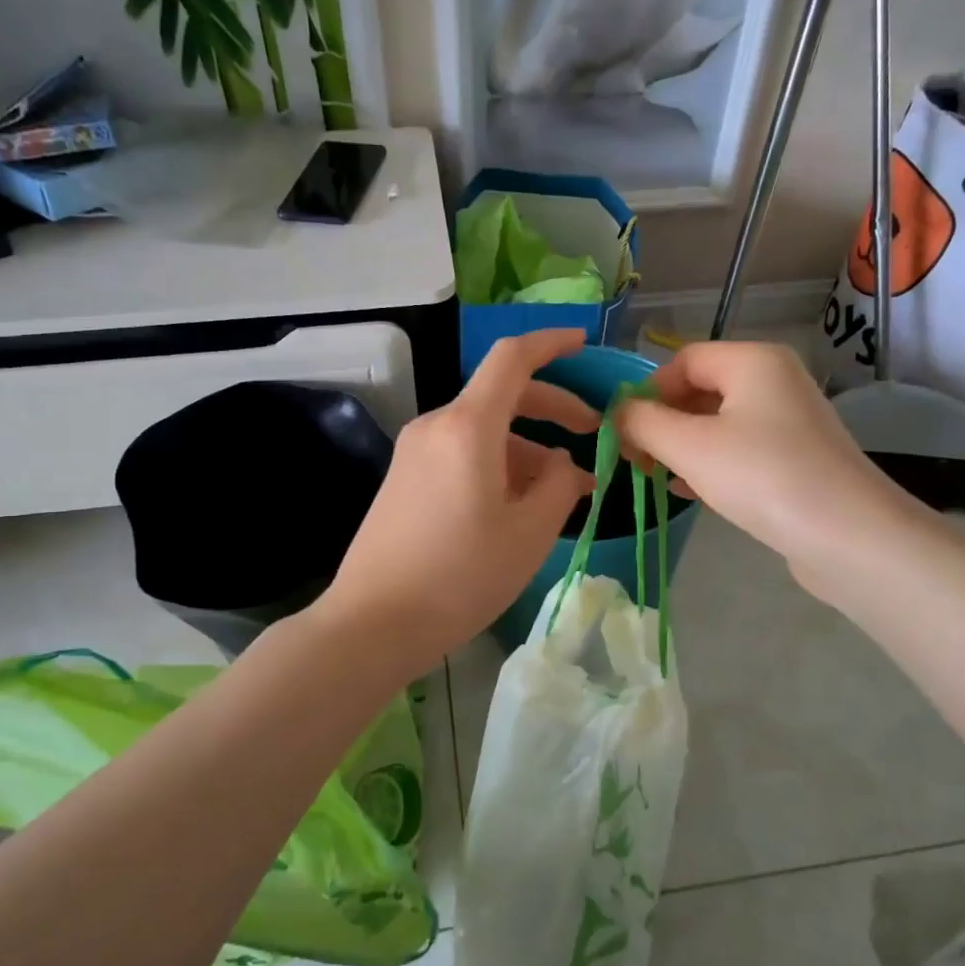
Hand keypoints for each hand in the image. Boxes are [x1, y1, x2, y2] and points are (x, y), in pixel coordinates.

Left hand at [318, 330, 598, 672]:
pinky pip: (460, 453)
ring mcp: (414, 452)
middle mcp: (436, 426)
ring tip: (558, 490)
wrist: (373, 622)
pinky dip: (495, 463)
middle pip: (501, 394)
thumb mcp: (529, 533)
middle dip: (552, 407)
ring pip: (483, 429)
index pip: (512, 358)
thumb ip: (559, 485)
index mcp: (468, 427)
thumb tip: (563, 464)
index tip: (583, 343)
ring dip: (525, 446)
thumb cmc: (460, 576)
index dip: (552, 344)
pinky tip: (515, 504)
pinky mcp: (404, 478)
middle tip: (591, 433)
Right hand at [614, 341, 920, 602]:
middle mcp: (774, 380)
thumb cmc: (762, 476)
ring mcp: (789, 421)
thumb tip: (618, 413)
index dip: (647, 392)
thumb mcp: (689, 446)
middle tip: (635, 460)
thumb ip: (643, 423)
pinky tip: (689, 492)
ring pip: (718, 423)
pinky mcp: (795, 458)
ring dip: (681, 446)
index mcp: (752, 360)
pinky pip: (740, 449)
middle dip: (662, 422)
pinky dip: (710, 464)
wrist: (848, 536)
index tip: (625, 434)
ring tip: (656, 477)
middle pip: (700, 389)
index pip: (683, 361)